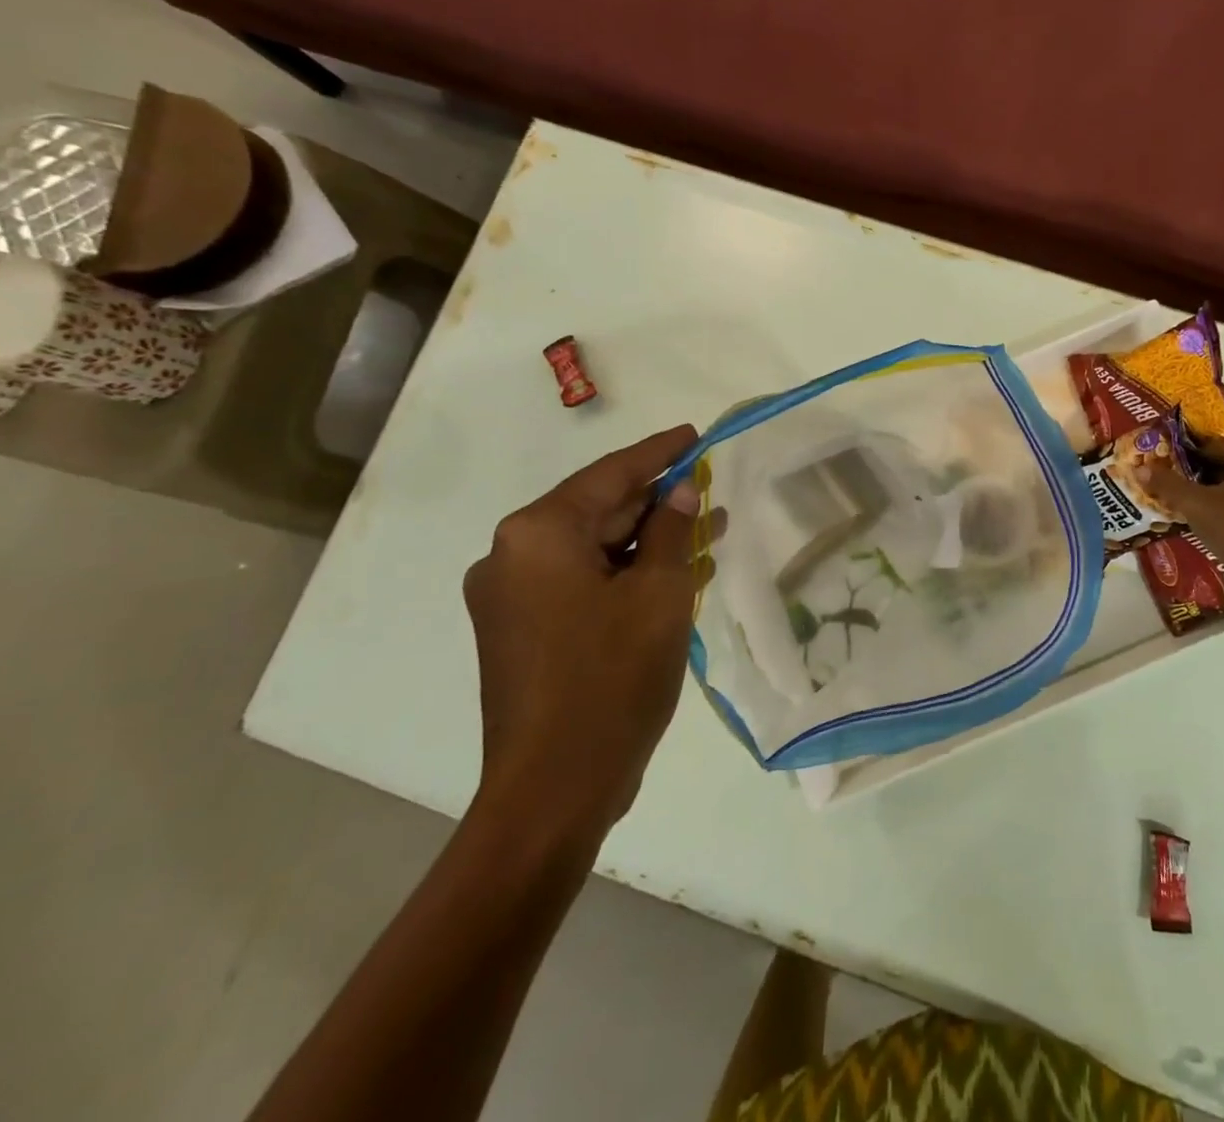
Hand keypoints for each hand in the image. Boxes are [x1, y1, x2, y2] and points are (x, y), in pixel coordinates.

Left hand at [463, 424, 712, 844]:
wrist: (554, 789)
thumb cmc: (611, 679)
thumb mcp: (660, 594)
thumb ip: (672, 531)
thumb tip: (681, 492)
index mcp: (538, 535)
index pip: (610, 475)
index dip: (660, 452)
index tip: (695, 435)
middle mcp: (512, 557)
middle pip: (598, 511)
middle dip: (659, 501)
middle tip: (711, 486)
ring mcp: (513, 598)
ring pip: (595, 549)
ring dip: (650, 540)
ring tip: (709, 527)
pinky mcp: (524, 632)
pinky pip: (584, 583)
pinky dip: (628, 574)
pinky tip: (677, 571)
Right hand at [1140, 436, 1223, 602]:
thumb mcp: (1193, 503)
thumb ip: (1167, 484)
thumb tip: (1140, 469)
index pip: (1218, 445)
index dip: (1192, 453)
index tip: (1173, 463)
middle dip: (1207, 471)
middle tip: (1182, 482)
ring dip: (1223, 489)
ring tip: (1196, 502)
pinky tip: (1218, 519)